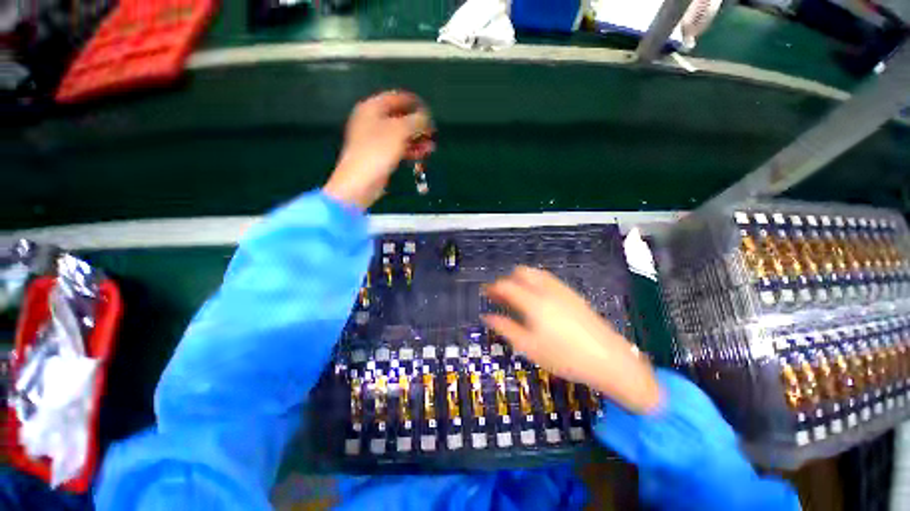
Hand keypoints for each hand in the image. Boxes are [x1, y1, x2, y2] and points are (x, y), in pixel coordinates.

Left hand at [324, 90, 433, 208]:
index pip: (397, 98)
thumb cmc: (378, 151)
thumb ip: (415, 120)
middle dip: (417, 125)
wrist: (361, 181)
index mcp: (372, 108)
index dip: (414, 103)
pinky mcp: (380, 155)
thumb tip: (426, 117)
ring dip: (416, 139)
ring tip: (431, 146)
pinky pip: (398, 148)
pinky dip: (410, 149)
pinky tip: (422, 154)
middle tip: (432, 132)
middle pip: (399, 117)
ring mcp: (375, 139)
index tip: (429, 112)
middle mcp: (372, 121)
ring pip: (400, 135)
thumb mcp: (400, 131)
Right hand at [482, 266, 660, 413]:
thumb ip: (505, 328)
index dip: (492, 288)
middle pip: (520, 272)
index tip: (485, 293)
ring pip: (535, 273)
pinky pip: (548, 279)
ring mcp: (561, 289)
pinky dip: (535, 282)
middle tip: (501, 296)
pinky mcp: (572, 293)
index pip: (506, 285)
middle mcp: (545, 289)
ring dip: (521, 279)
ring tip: (517, 296)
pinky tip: (537, 299)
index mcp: (533, 302)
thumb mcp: (529, 347)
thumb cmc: (564, 356)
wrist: (608, 359)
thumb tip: (487, 317)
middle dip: (507, 280)